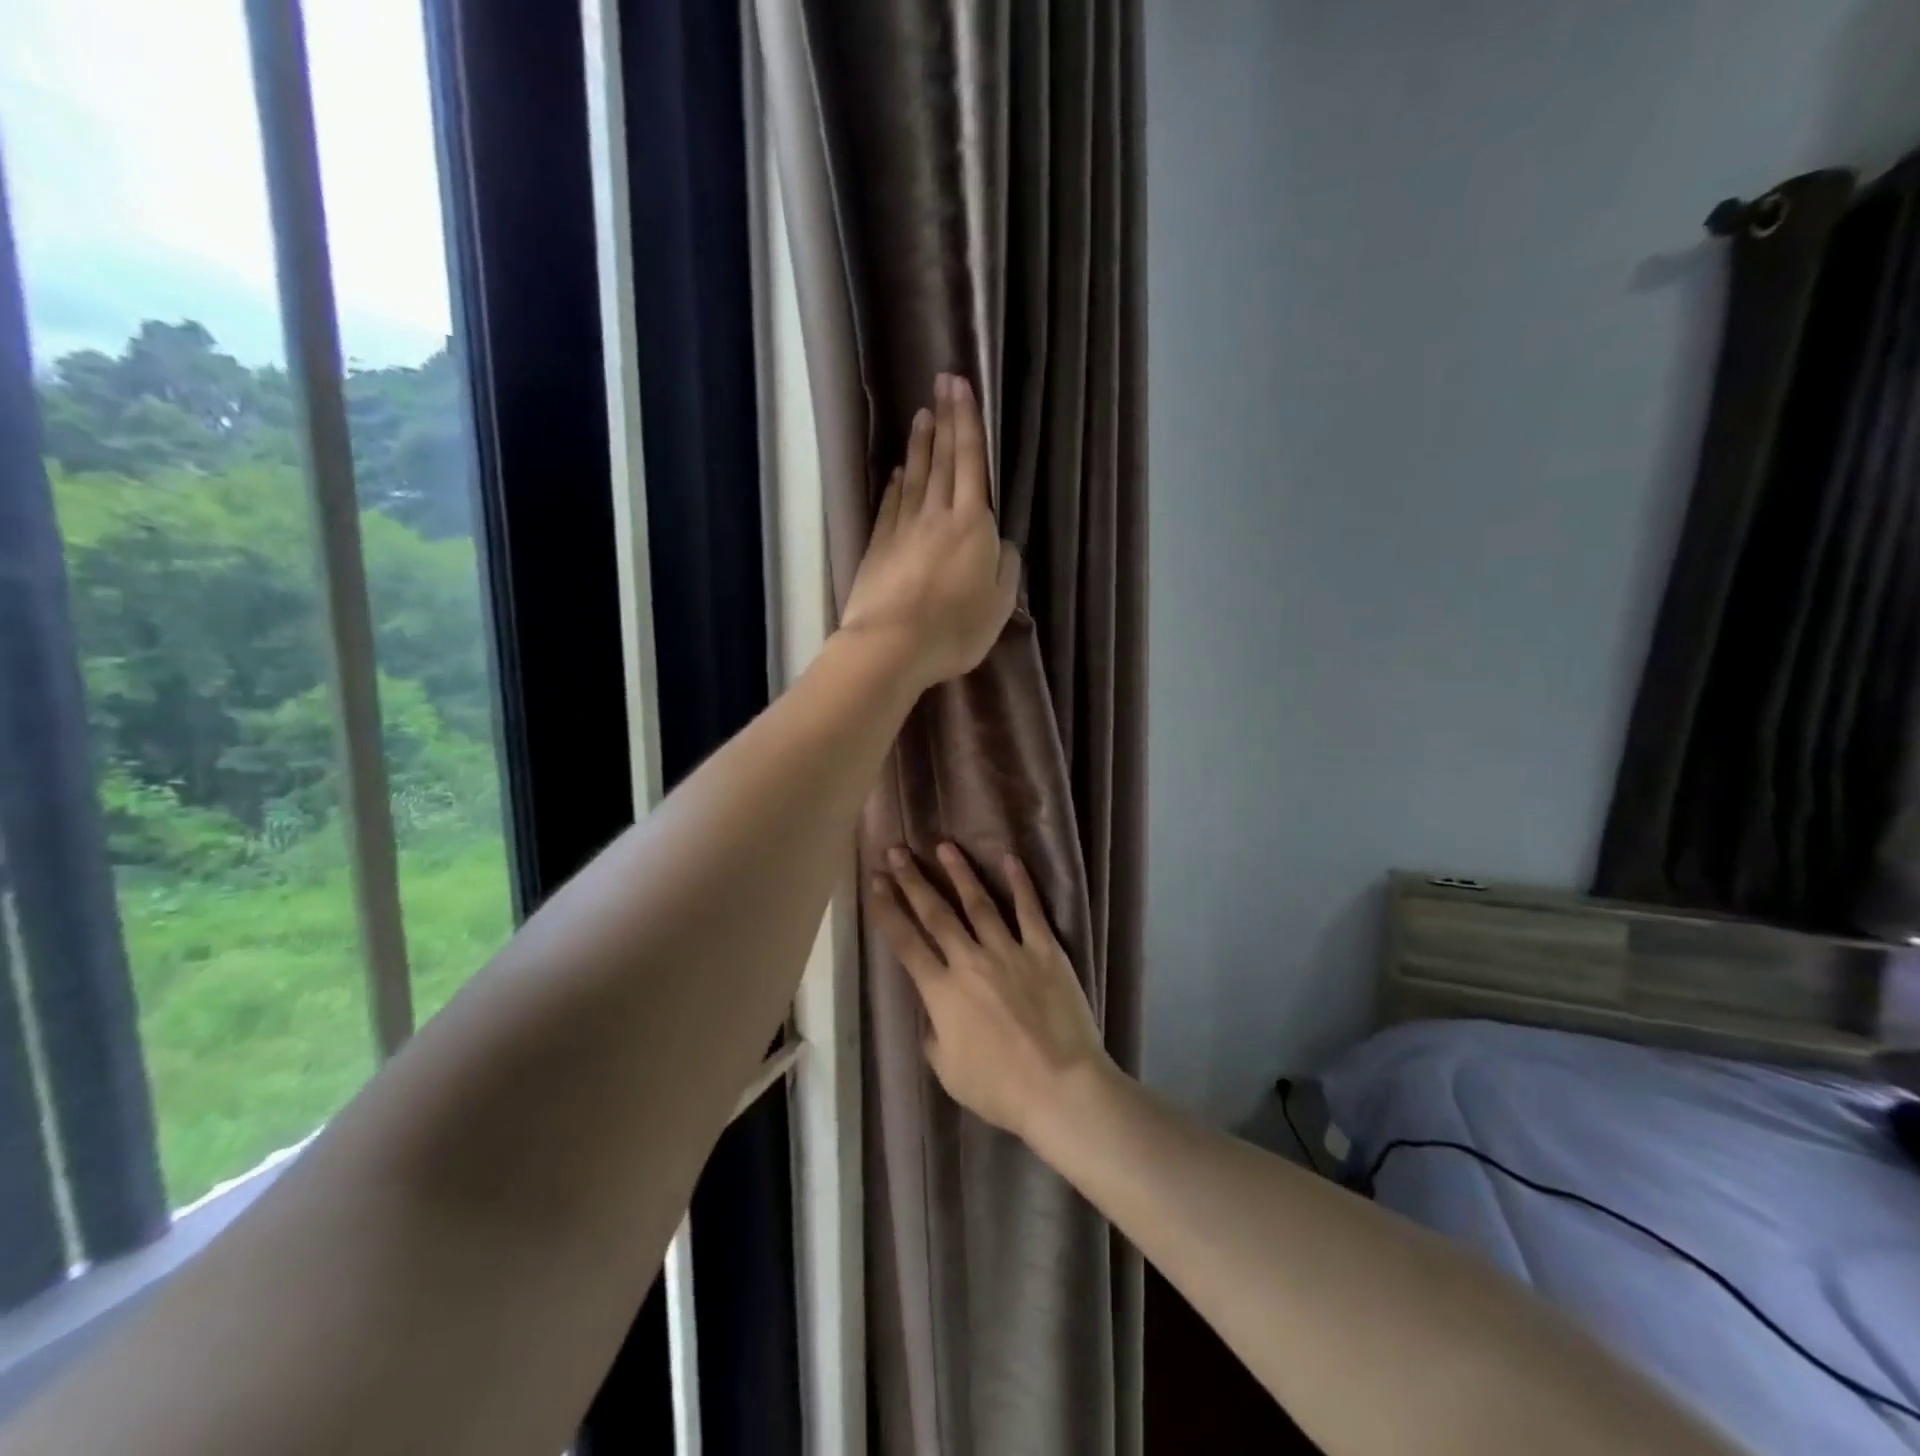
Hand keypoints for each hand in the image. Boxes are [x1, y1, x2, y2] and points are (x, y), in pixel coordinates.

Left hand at [840, 374, 1020, 689]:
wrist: (891, 646)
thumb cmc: (954, 628)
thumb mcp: (999, 604)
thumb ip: (1006, 567)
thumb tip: (1002, 542)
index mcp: (971, 524)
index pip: (970, 462)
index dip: (967, 423)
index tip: (961, 387)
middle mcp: (936, 515)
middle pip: (941, 460)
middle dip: (944, 418)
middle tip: (942, 381)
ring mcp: (903, 529)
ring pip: (914, 477)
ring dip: (919, 444)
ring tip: (921, 414)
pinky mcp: (879, 547)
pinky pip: (891, 506)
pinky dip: (895, 484)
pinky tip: (897, 472)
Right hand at [871, 843, 1113, 1142]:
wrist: (1060, 1087)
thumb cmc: (1000, 1088)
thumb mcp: (948, 1071)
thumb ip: (934, 1034)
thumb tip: (934, 1011)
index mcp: (942, 992)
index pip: (906, 943)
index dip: (888, 910)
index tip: (876, 882)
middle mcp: (970, 961)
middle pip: (936, 913)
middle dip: (913, 880)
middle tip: (897, 851)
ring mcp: (1010, 951)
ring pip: (978, 902)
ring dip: (958, 872)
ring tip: (943, 846)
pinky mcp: (1045, 950)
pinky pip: (1029, 910)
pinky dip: (1019, 883)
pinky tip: (1009, 858)